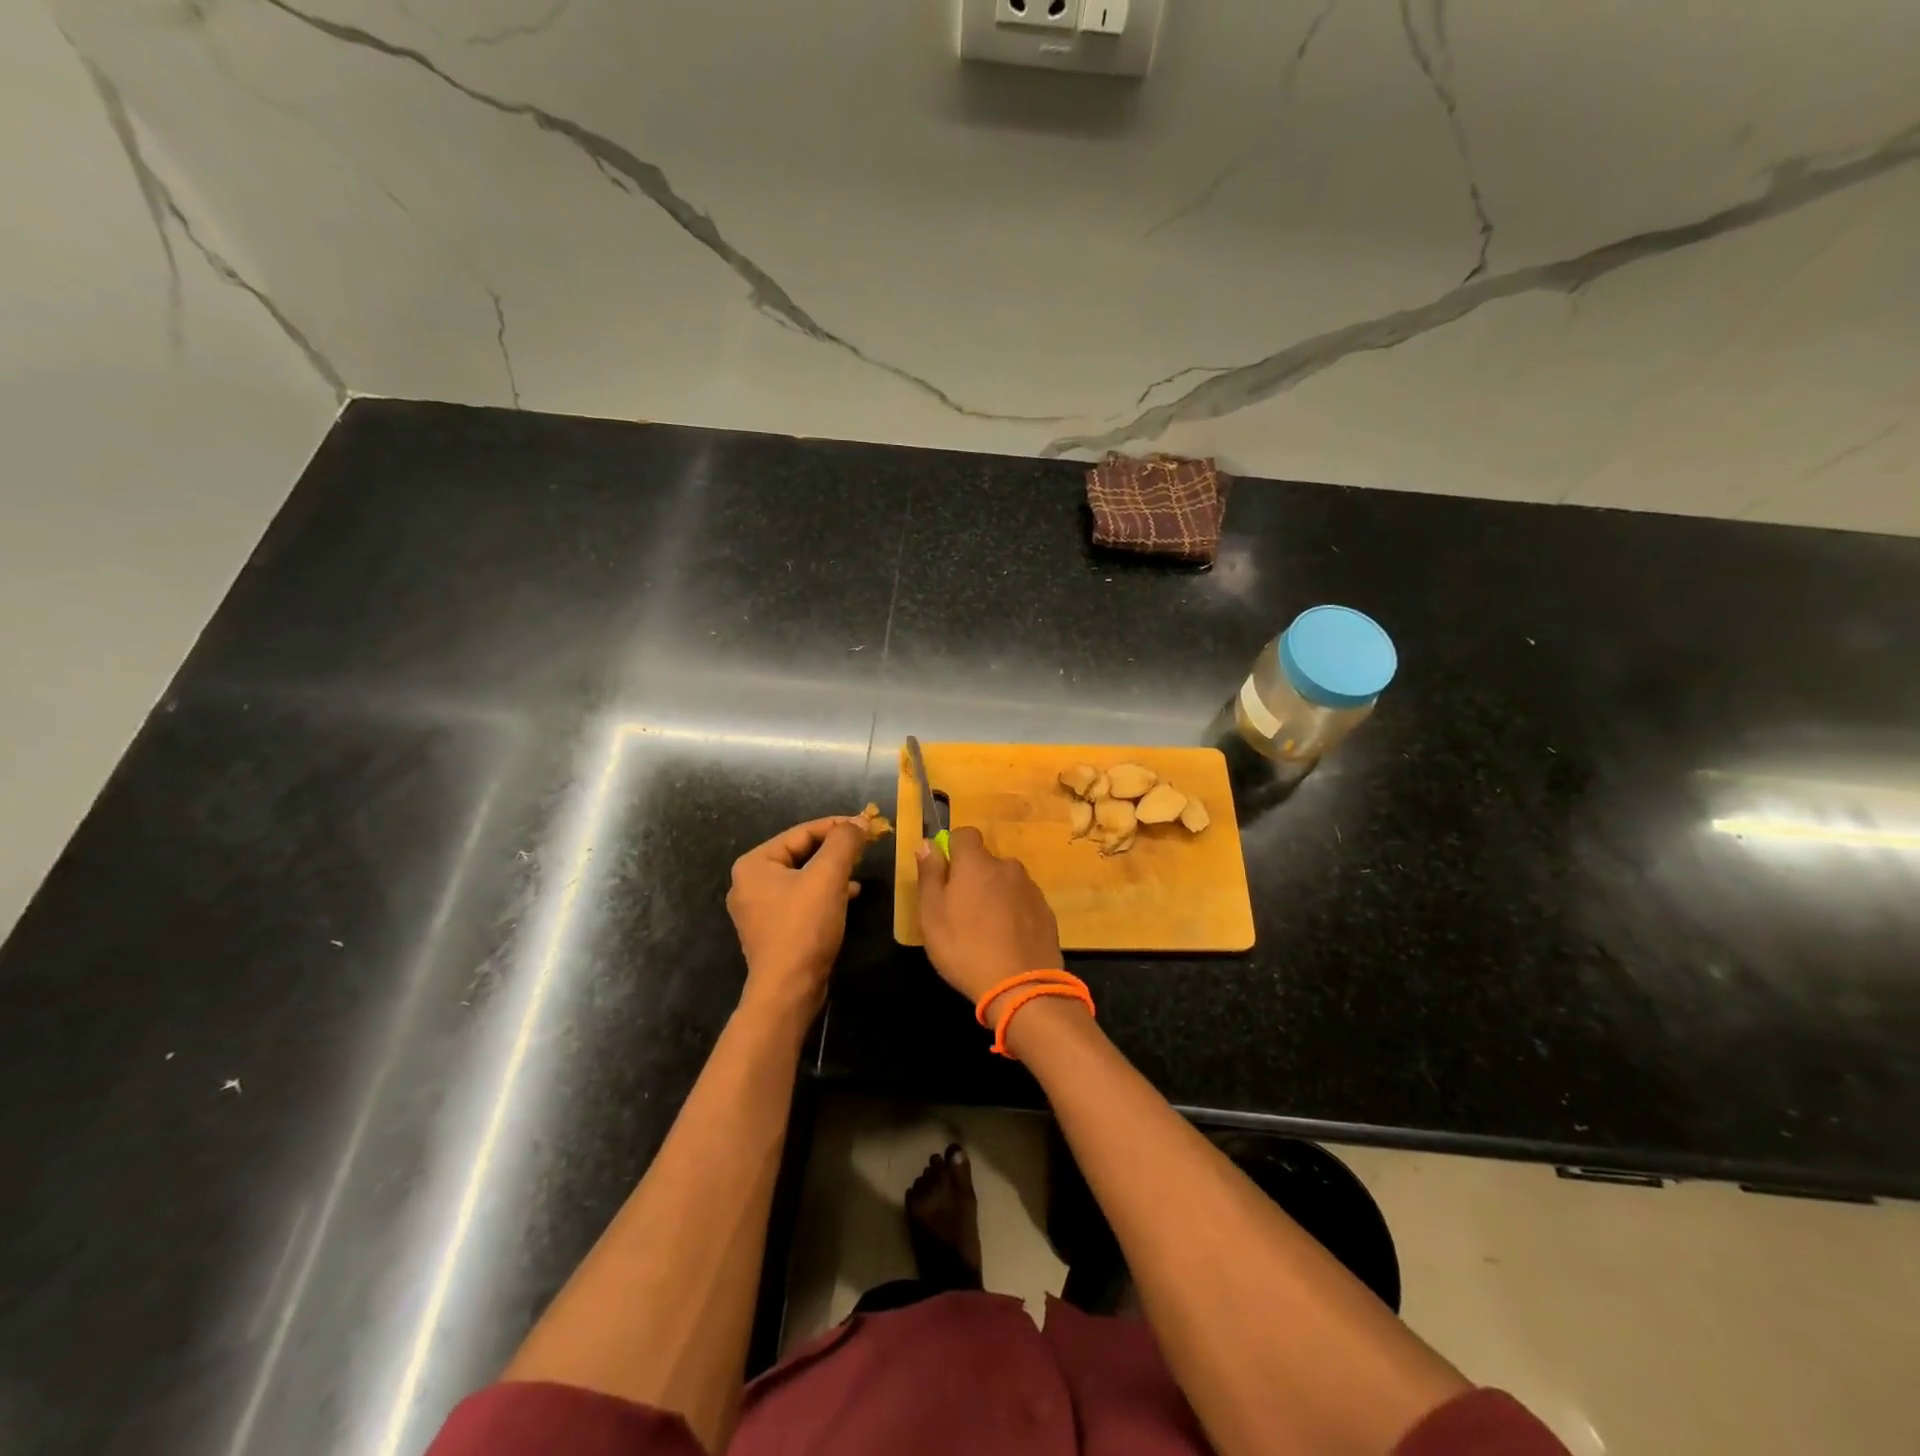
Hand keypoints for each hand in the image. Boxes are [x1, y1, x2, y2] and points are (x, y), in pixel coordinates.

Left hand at [728, 816, 868, 1021]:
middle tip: (865, 847)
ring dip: (832, 871)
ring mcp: (759, 908)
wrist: (788, 989)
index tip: (867, 825)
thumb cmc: (804, 927)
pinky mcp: (773, 929)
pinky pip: (801, 898)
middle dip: (835, 850)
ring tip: (859, 871)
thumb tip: (860, 821)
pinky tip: (848, 896)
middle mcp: (749, 882)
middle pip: (801, 853)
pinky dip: (824, 892)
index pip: (802, 832)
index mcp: (754, 864)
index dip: (837, 826)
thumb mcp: (828, 877)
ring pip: (803, 876)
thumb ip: (844, 842)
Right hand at [916, 827, 1063, 1007]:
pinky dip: (1014, 912)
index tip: (945, 874)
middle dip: (974, 877)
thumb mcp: (931, 914)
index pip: (965, 834)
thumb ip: (929, 874)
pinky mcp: (1046, 911)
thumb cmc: (965, 948)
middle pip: (986, 861)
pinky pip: (1023, 902)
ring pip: (1006, 882)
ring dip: (996, 895)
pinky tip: (1008, 940)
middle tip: (962, 911)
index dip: (953, 848)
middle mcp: (1007, 866)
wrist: (1021, 986)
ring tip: (987, 930)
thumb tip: (927, 843)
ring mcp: (1030, 888)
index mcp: (976, 863)